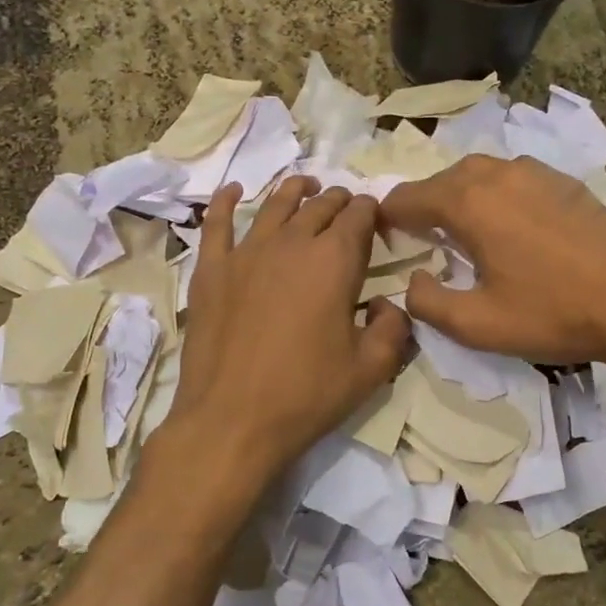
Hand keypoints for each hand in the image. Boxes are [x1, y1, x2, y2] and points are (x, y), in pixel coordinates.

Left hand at [160, 176, 411, 489]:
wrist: (231, 420)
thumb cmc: (307, 394)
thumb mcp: (371, 369)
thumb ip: (394, 328)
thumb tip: (388, 305)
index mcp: (334, 260)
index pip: (358, 216)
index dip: (370, 211)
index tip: (376, 218)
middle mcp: (292, 243)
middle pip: (319, 206)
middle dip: (338, 201)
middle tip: (346, 207)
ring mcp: (246, 252)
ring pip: (275, 205)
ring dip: (295, 191)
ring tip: (305, 186)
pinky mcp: (211, 270)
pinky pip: (217, 223)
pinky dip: (225, 201)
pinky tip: (233, 190)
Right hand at [381, 154, 605, 365]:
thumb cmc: (551, 314)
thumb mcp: (477, 325)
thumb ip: (427, 302)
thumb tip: (412, 280)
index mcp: (468, 203)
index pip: (407, 197)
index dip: (387, 218)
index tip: (384, 239)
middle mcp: (497, 174)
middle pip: (441, 180)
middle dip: (423, 205)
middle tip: (422, 240)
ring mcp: (535, 172)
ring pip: (479, 173)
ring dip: (460, 196)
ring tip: (464, 230)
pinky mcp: (564, 181)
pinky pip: (513, 177)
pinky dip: (496, 193)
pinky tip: (510, 224)